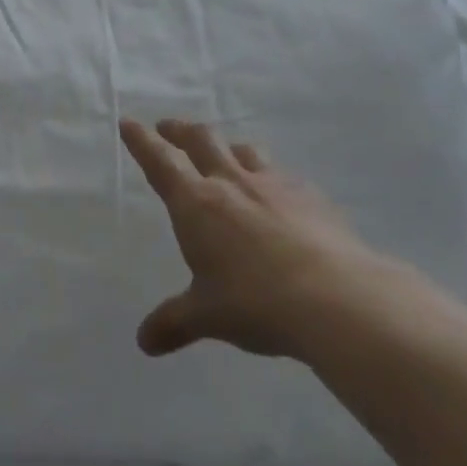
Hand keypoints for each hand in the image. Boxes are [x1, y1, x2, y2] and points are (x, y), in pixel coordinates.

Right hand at [120, 117, 382, 360]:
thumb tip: (144, 342)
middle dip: (181, 131)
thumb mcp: (207, 316)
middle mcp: (231, 183)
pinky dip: (272, 177)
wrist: (337, 298)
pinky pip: (284, 176)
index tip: (129, 122)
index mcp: (196, 203)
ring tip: (224, 154)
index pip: (160, 161)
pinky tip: (280, 194)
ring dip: (228, 147)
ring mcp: (275, 185)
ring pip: (245, 150)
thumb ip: (174, 323)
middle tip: (169, 128)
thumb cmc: (255, 302)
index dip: (141, 141)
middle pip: (201, 140)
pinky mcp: (312, 197)